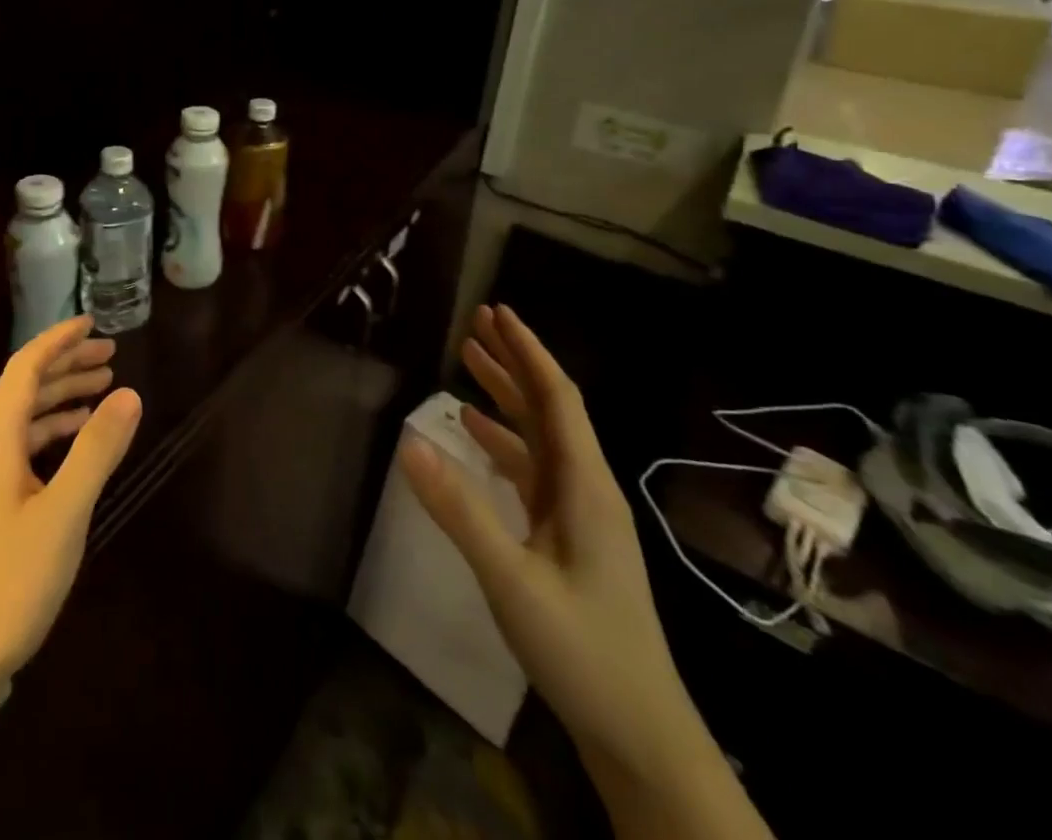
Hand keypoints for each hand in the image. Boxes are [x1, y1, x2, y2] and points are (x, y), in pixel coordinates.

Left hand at [0, 316, 142, 696]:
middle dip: (66, 365)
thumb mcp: (63, 513)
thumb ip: (96, 450)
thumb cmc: (5, 582)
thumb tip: (129, 393)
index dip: (58, 340)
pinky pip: (21, 448)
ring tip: (103, 391)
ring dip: (61, 399)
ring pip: (23, 419)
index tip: (92, 322)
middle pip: (24, 387)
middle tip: (111, 355)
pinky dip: (52, 434)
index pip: (25, 367)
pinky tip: (77, 445)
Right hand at [400, 305, 703, 783]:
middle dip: (514, 362)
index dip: (528, 352)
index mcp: (585, 488)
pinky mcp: (567, 540)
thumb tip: (409, 441)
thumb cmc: (584, 653)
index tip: (498, 312)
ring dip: (506, 398)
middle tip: (476, 323)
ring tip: (468, 363)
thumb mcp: (512, 580)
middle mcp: (586, 490)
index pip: (557, 399)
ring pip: (540, 438)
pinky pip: (532, 472)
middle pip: (550, 409)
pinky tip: (475, 437)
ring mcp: (579, 517)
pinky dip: (503, 443)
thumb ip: (459, 510)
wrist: (642, 739)